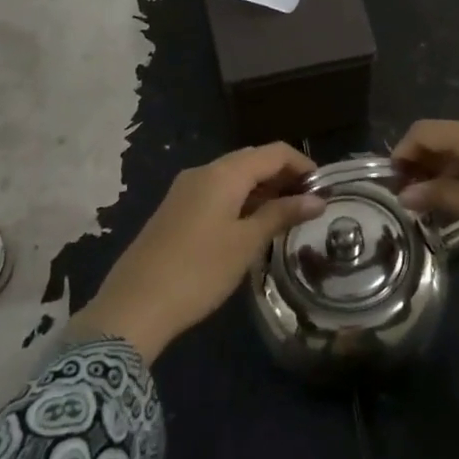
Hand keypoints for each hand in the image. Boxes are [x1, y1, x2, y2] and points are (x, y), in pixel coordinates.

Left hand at [77, 144, 323, 361]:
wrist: (134, 306)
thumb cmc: (199, 271)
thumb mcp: (246, 243)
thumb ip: (281, 215)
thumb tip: (316, 200)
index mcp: (223, 173)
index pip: (273, 152)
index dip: (302, 164)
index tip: (325, 188)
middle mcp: (203, 172)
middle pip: (252, 160)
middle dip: (283, 175)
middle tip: (309, 202)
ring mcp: (185, 190)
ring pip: (234, 176)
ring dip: (262, 188)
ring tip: (287, 214)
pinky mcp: (176, 209)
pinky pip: (217, 192)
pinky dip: (241, 199)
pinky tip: (253, 224)